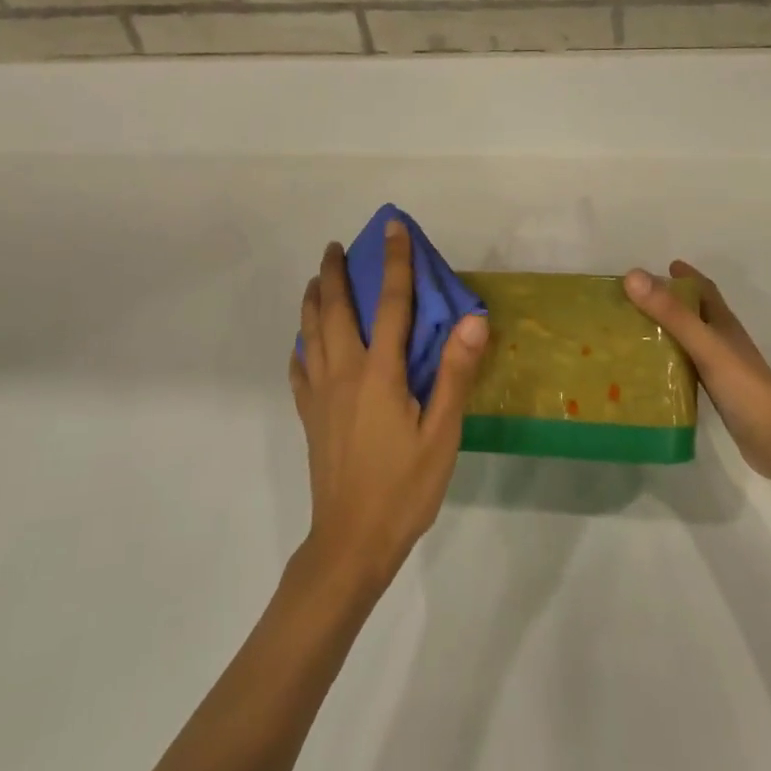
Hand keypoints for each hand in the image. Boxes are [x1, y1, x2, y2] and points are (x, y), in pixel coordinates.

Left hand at [289, 221, 489, 594]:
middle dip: (336, 273)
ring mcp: (320, 395)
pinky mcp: (309, 416)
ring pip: (310, 333)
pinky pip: (299, 368)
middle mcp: (343, 373)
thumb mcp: (442, 434)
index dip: (394, 263)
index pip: (391, 304)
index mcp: (379, 373)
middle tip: (336, 247)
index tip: (391, 228)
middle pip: (336, 310)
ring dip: (313, 301)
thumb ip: (454, 374)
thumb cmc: (404, 487)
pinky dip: (301, 345)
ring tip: (317, 280)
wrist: (351, 542)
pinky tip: (303, 343)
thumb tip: (471, 319)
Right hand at [624, 261, 770, 482]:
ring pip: (689, 341)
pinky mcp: (716, 393)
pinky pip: (686, 369)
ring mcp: (721, 368)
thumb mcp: (705, 345)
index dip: (686, 276)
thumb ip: (671, 313)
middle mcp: (723, 341)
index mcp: (723, 324)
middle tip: (634, 302)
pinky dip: (669, 363)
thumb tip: (633, 276)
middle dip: (670, 302)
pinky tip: (649, 371)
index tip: (661, 267)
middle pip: (695, 314)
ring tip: (633, 332)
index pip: (704, 290)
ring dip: (666, 332)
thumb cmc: (743, 386)